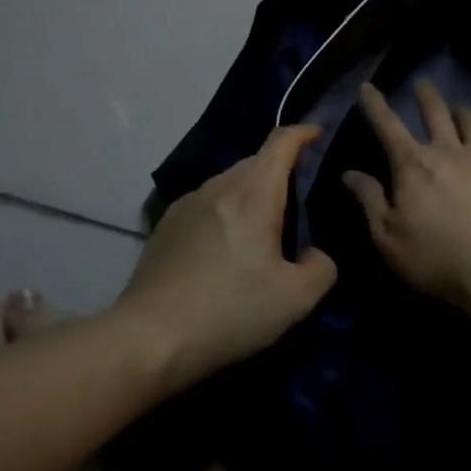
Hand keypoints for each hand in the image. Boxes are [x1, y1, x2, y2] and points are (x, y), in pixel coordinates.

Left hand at [115, 124, 336, 390]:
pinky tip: (225, 250)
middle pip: (256, 161)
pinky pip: (206, 205)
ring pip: (229, 184)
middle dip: (280, 169)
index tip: (319, 133)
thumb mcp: (295, 299)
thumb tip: (315, 254)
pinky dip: (225, 213)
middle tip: (299, 198)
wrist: (149, 338)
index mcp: (254, 192)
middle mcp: (219, 185)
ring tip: (263, 228)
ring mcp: (187, 203)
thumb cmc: (230, 310)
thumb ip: (321, 268)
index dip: (303, 132)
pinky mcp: (165, 226)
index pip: (281, 141)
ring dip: (250, 194)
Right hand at [342, 80, 470, 306]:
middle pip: (436, 113)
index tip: (367, 86)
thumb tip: (348, 173)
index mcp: (413, 164)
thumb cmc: (435, 257)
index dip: (374, 104)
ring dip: (463, 114)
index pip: (387, 125)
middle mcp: (448, 152)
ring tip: (460, 110)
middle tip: (422, 83)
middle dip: (426, 95)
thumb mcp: (387, 236)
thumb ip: (368, 200)